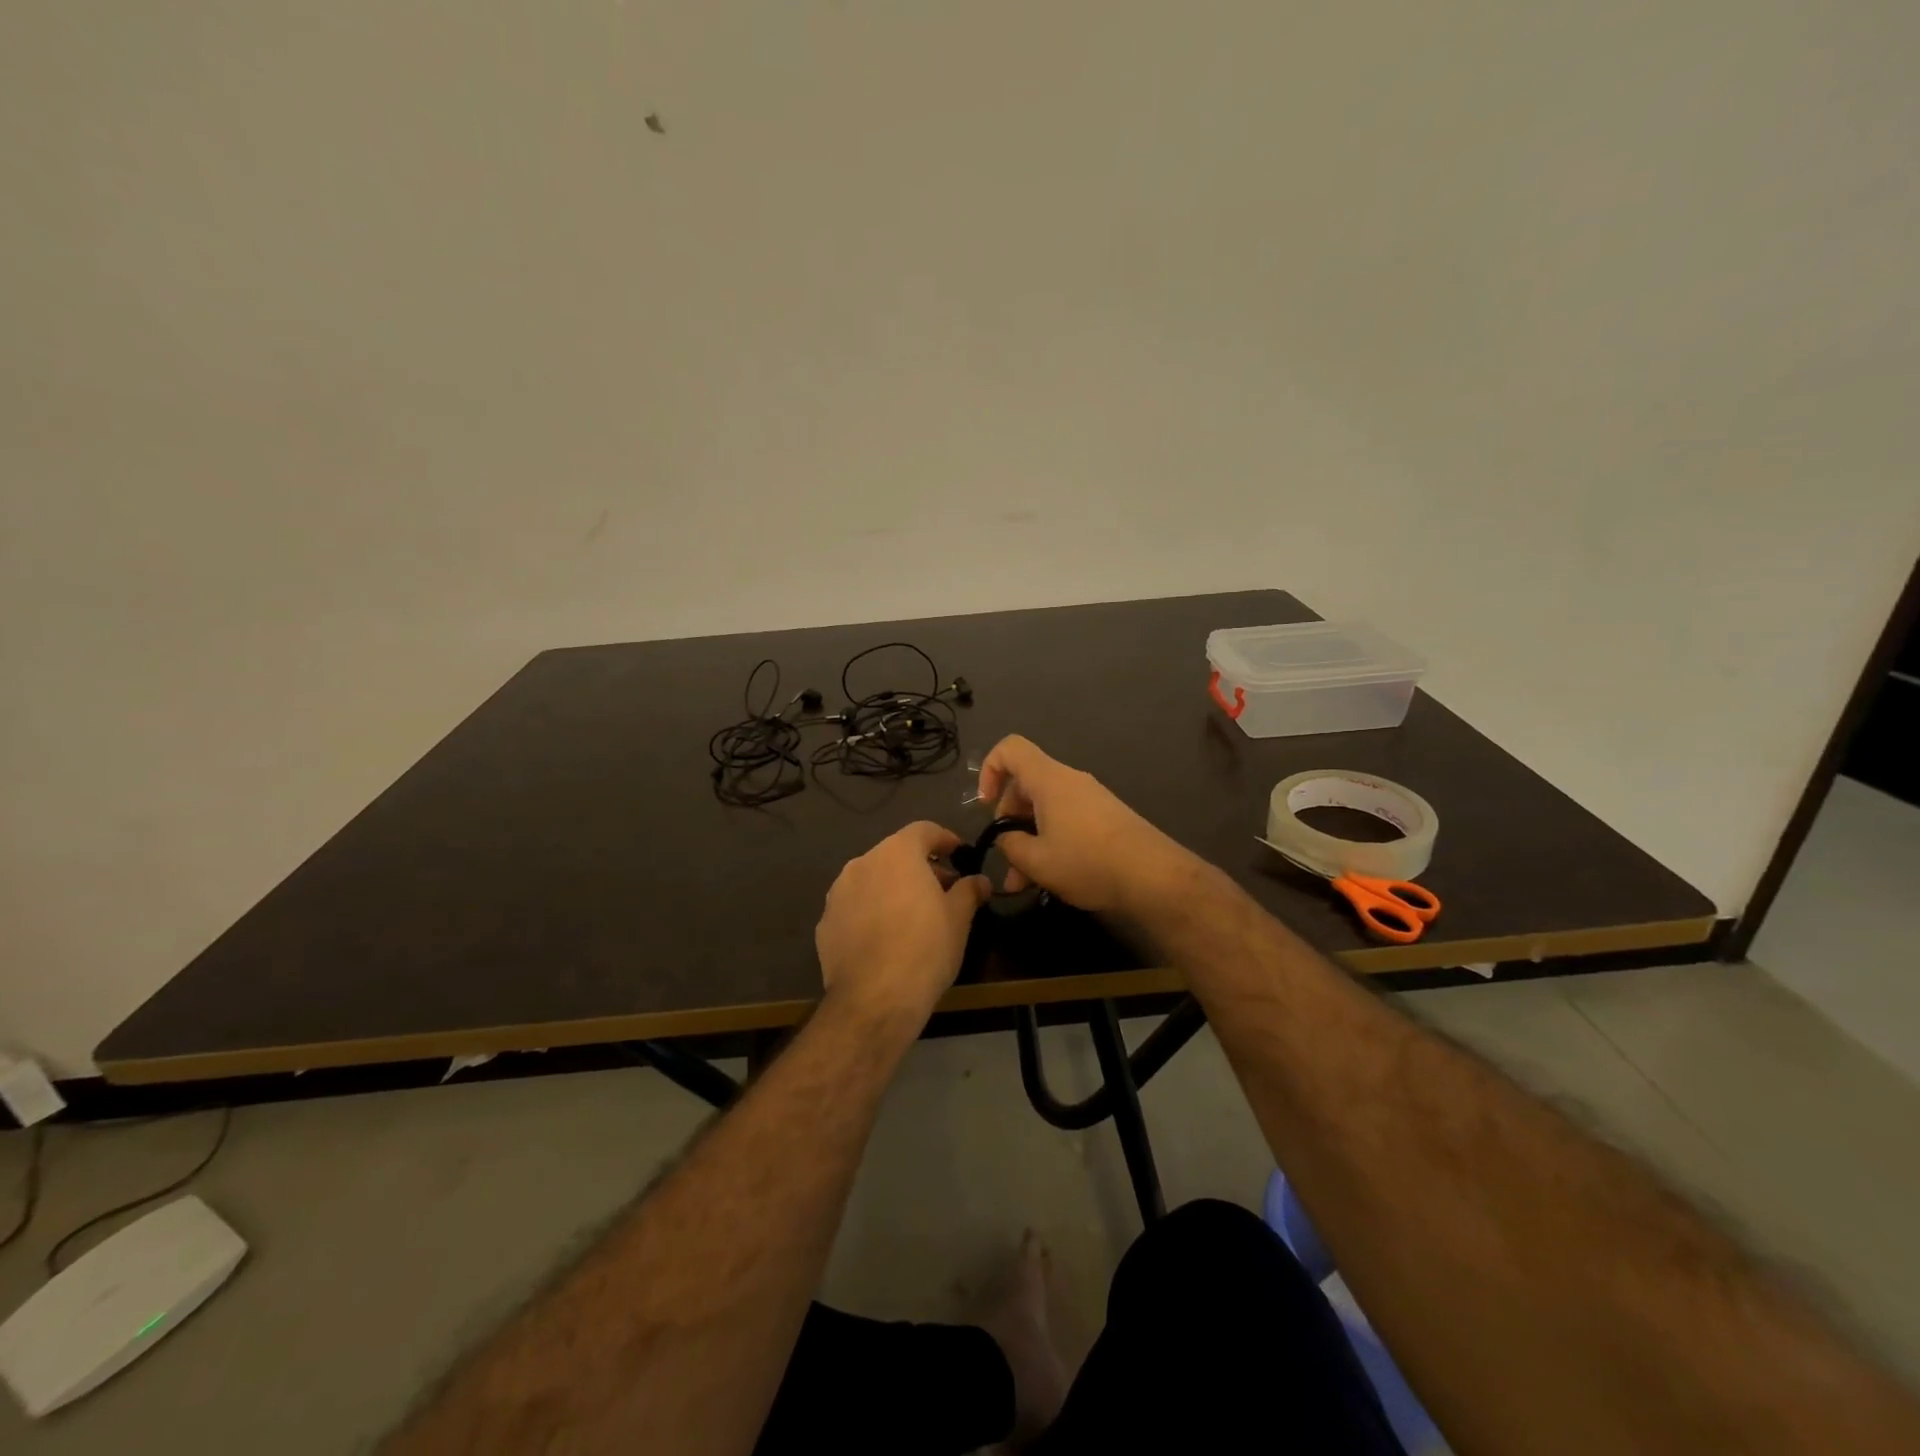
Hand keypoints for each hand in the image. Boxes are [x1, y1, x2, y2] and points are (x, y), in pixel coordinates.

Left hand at [816, 821, 990, 1026]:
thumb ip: (969, 891)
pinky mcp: (825, 923)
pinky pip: (855, 906)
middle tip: (944, 890)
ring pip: (872, 879)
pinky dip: (872, 911)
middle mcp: (862, 863)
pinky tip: (886, 938)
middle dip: (921, 867)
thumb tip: (980, 880)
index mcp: (897, 853)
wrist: (874, 1000)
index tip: (960, 854)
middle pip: (896, 854)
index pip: (924, 830)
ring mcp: (838, 893)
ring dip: (894, 888)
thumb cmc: (925, 949)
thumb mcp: (959, 918)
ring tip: (914, 915)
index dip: (945, 839)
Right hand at [976, 735, 1196, 915]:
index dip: (989, 770)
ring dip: (1029, 840)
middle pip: (1026, 785)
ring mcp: (1090, 798)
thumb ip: (1010, 845)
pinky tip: (1050, 878)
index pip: (1010, 749)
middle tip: (1006, 859)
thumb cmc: (1088, 862)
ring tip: (1022, 884)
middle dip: (1008, 820)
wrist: (1154, 877)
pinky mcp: (1105, 818)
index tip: (985, 806)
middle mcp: (1070, 781)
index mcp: (1049, 780)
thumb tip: (1007, 838)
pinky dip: (1051, 842)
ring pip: (1045, 810)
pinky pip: (1066, 820)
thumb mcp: (1037, 861)